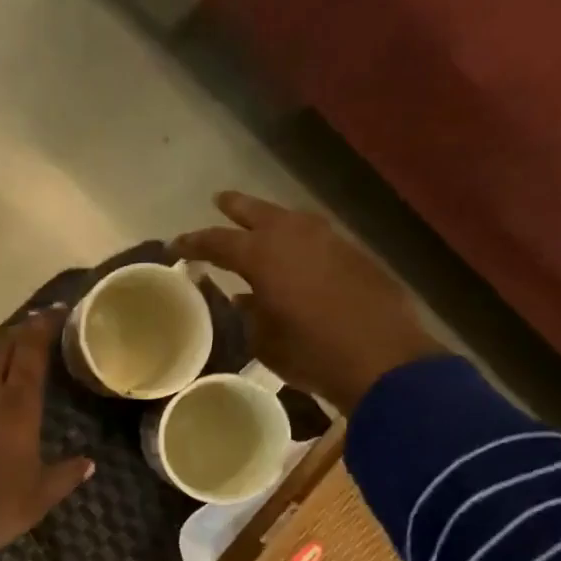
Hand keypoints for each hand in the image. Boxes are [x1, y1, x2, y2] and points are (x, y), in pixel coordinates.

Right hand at [173, 192, 445, 413]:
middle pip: (258, 212)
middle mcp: (294, 236)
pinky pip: (316, 237)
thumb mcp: (265, 341)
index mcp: (263, 256)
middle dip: (235, 207)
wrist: (383, 359)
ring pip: (292, 219)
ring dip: (272, 219)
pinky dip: (299, 239)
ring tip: (260, 224)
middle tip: (219, 201)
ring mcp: (330, 241)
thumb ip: (249, 313)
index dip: (195, 242)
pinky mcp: (355, 254)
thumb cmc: (312, 353)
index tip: (177, 244)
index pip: (218, 241)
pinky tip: (297, 252)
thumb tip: (243, 298)